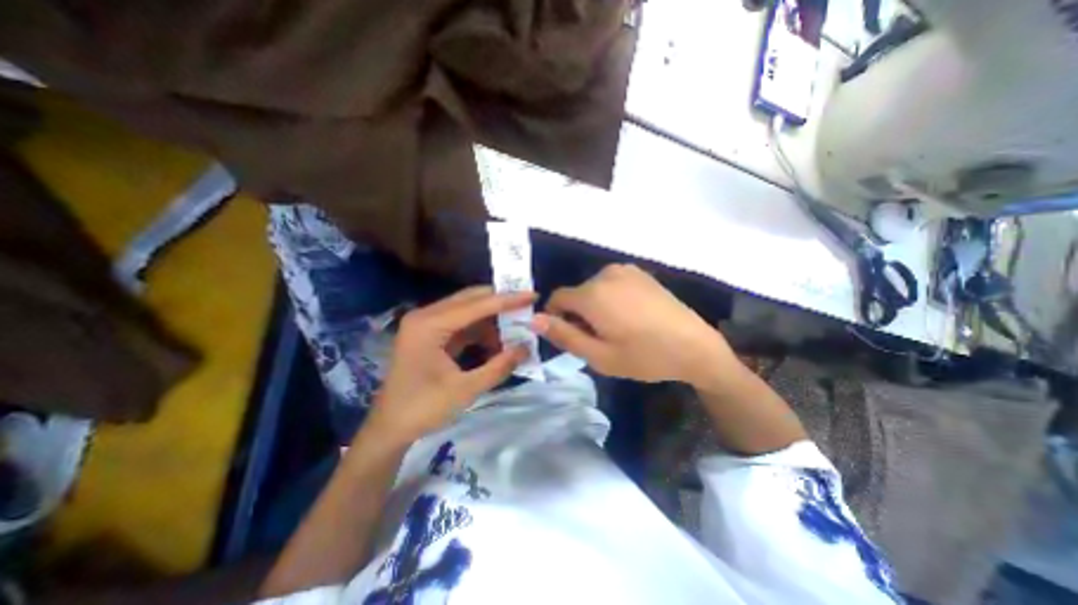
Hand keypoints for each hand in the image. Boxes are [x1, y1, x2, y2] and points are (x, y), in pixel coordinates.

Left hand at [359, 286, 531, 445]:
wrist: (389, 429)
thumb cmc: (422, 410)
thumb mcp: (465, 390)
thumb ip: (498, 367)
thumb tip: (526, 348)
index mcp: (429, 325)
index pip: (476, 305)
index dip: (507, 300)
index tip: (532, 295)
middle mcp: (426, 316)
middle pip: (470, 299)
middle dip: (500, 303)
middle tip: (527, 306)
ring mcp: (427, 324)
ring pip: (467, 311)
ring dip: (492, 320)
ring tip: (515, 331)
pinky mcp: (430, 334)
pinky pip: (462, 324)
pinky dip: (481, 332)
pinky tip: (496, 344)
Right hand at [531, 265, 735, 386]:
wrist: (695, 346)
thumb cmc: (644, 356)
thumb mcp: (598, 356)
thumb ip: (563, 336)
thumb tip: (534, 319)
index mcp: (592, 294)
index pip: (557, 298)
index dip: (557, 318)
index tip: (571, 337)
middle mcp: (605, 274)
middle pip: (576, 294)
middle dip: (578, 315)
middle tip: (599, 340)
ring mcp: (625, 270)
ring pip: (594, 289)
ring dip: (595, 307)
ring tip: (616, 330)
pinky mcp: (640, 273)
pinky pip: (612, 284)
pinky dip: (611, 299)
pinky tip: (631, 317)